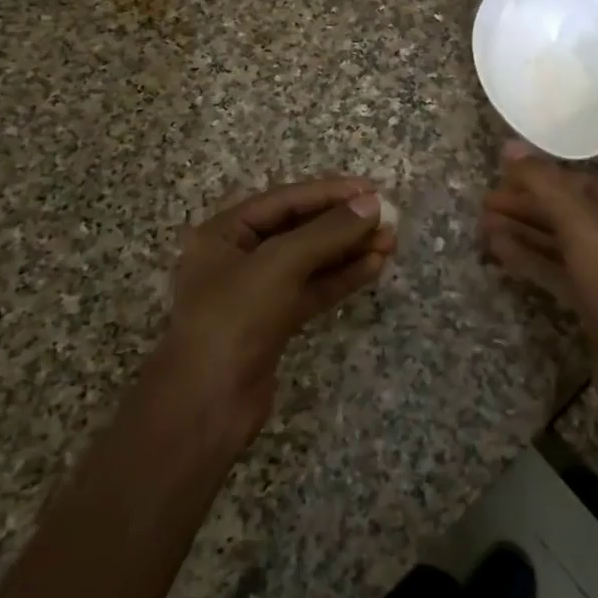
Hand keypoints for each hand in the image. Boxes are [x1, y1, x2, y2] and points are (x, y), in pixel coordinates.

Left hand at [158, 176, 396, 445]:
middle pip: (299, 229)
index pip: (285, 200)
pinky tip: (373, 267)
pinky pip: (313, 289)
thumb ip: (327, 232)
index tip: (372, 190)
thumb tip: (372, 204)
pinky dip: (342, 278)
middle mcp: (238, 256)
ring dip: (349, 250)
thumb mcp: (279, 264)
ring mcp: (257, 292)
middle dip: (343, 223)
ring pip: (310, 261)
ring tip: (390, 241)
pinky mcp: (274, 322)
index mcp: (224, 232)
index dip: (329, 193)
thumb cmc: (234, 319)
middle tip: (388, 218)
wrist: (206, 406)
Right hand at [479, 141, 597, 419]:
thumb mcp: (581, 226)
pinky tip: (498, 251)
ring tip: (481, 227)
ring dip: (522, 233)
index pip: (577, 184)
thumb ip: (544, 183)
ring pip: (559, 243)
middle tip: (482, 205)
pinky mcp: (595, 303)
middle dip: (524, 207)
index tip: (498, 179)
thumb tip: (508, 145)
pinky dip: (530, 259)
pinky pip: (558, 270)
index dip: (537, 179)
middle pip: (566, 212)